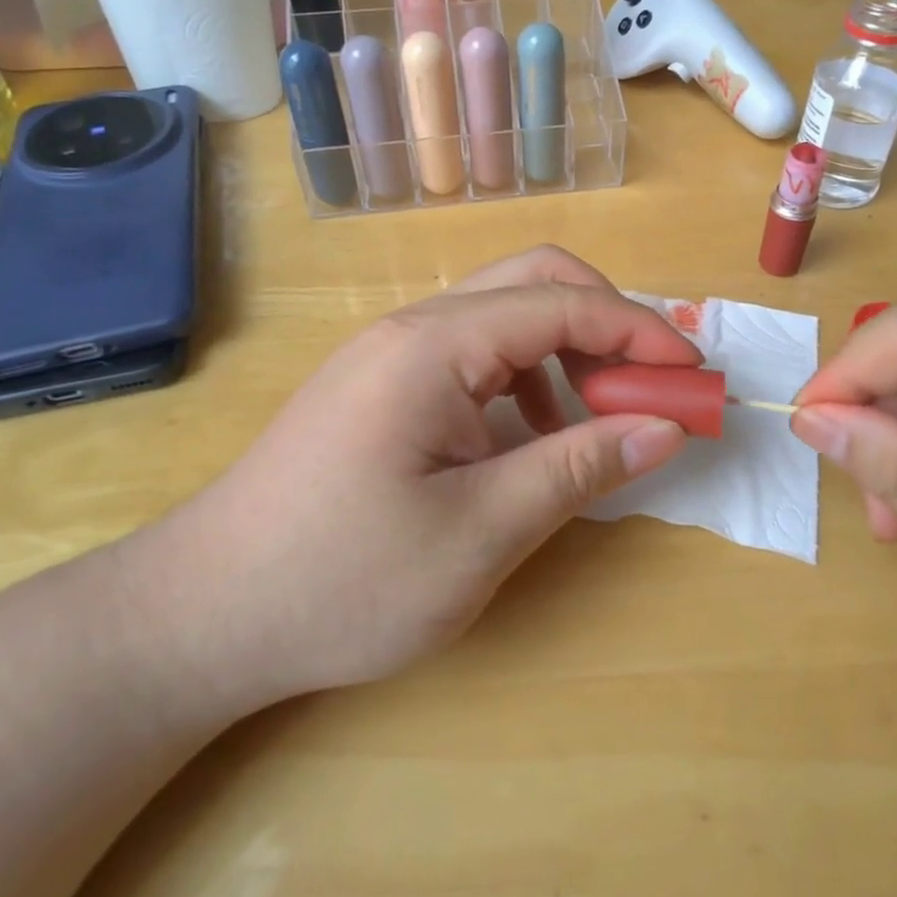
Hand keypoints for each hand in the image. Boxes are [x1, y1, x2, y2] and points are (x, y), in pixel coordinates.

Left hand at [123, 247, 697, 719]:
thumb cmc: (341, 581)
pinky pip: (474, 354)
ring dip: (565, 351)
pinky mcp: (383, 384)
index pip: (561, 304)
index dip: (638, 332)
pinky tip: (526, 439)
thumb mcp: (479, 535)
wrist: (203, 614)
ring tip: (591, 421)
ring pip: (504, 314)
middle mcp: (414, 328)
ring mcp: (392, 352)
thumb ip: (578, 469)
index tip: (693, 376)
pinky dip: (524, 378)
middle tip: (647, 384)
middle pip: (533, 281)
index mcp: (434, 346)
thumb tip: (665, 427)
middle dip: (605, 322)